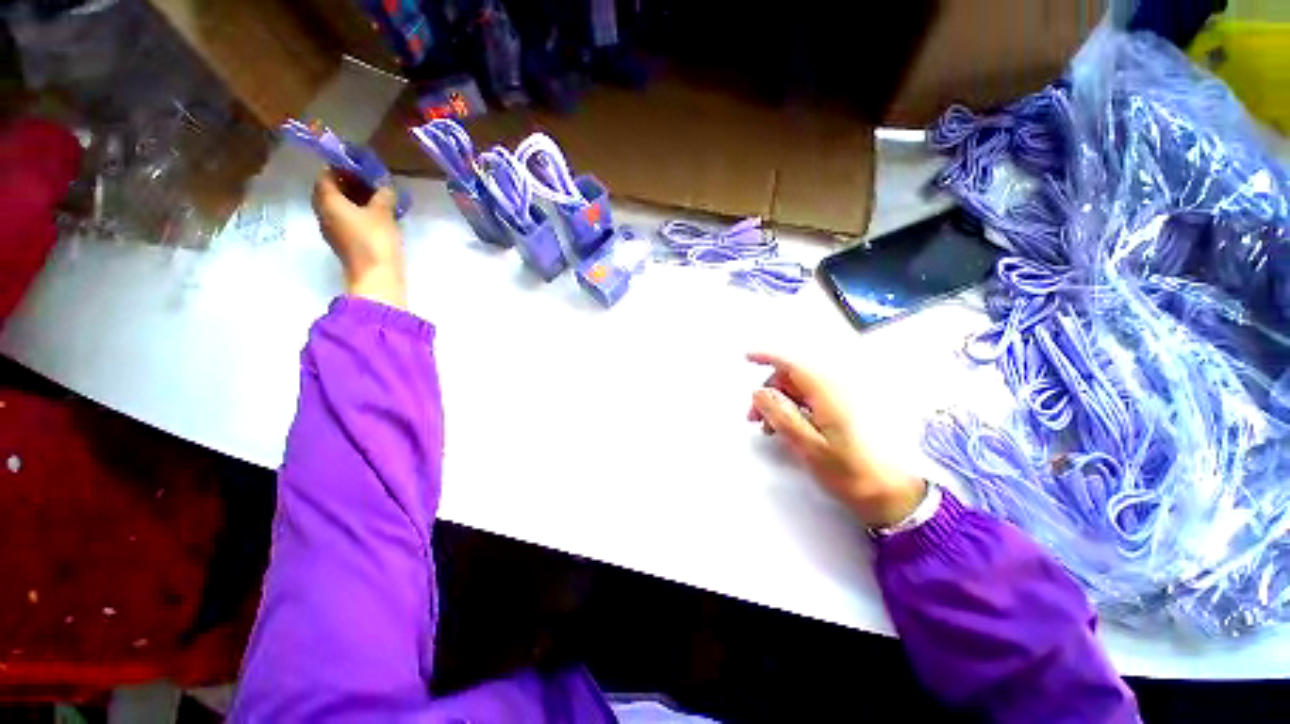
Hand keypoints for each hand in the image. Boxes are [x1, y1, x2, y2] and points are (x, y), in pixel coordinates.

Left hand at [312, 170, 406, 308]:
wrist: (376, 276)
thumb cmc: (375, 240)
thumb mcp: (383, 212)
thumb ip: (383, 195)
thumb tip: (385, 186)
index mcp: (327, 200)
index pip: (326, 174)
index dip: (341, 167)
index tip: (360, 166)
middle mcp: (323, 212)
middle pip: (329, 189)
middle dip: (348, 182)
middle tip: (370, 180)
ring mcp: (332, 228)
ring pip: (338, 205)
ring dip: (354, 198)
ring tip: (376, 197)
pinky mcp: (343, 241)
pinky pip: (345, 218)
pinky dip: (357, 212)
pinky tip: (376, 214)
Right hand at [747, 352, 926, 527]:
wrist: (893, 494)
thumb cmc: (851, 473)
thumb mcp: (808, 446)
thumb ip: (781, 415)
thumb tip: (759, 393)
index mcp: (828, 394)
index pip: (792, 365)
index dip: (767, 357)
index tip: (747, 357)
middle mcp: (836, 390)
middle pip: (792, 377)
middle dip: (769, 391)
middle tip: (754, 416)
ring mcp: (842, 399)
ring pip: (799, 389)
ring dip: (779, 402)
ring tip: (768, 427)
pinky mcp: (844, 410)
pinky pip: (810, 398)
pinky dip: (793, 408)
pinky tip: (787, 427)